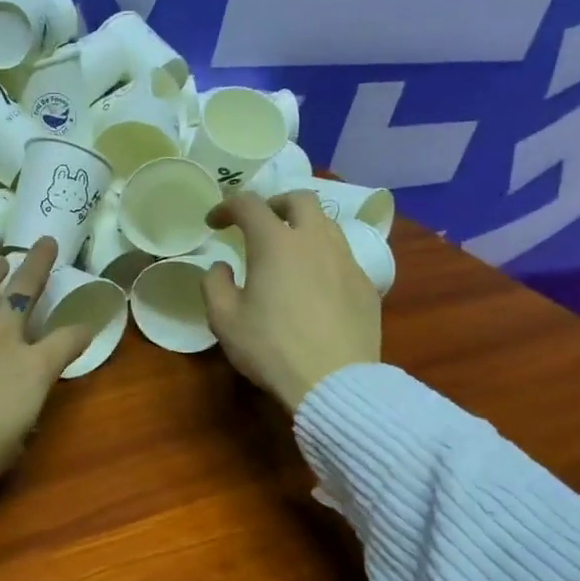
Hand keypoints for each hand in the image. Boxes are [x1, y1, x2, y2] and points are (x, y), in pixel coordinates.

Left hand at [0, 236, 92, 488]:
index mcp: (32, 368)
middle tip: (46, 243)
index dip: (81, 332)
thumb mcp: (12, 446)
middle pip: (25, 289)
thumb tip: (16, 414)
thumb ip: (20, 420)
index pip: (69, 340)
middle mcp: (1, 335)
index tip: (86, 327)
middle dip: (39, 264)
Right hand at [201, 192, 383, 413]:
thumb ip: (215, 284)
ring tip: (289, 252)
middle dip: (275, 204)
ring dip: (303, 228)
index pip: (249, 204)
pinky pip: (343, 256)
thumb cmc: (271, 348)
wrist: (333, 381)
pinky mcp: (366, 285)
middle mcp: (315, 240)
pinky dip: (323, 258)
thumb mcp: (224, 320)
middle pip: (300, 199)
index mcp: (275, 242)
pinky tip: (314, 285)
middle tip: (259, 224)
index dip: (227, 207)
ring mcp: (346, 260)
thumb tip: (222, 267)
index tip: (214, 223)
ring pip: (327, 224)